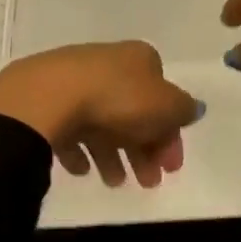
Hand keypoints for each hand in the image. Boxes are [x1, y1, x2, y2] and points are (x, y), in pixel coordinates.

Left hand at [0, 41, 200, 188]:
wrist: (49, 96)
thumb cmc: (117, 99)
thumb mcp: (166, 106)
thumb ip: (184, 109)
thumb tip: (192, 109)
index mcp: (139, 58)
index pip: (163, 97)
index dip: (171, 133)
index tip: (171, 168)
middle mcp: (109, 63)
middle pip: (134, 111)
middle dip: (144, 150)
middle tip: (148, 183)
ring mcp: (75, 78)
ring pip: (102, 121)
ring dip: (113, 155)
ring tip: (113, 183)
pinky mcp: (48, 97)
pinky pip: (70, 127)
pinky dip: (79, 149)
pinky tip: (82, 169)